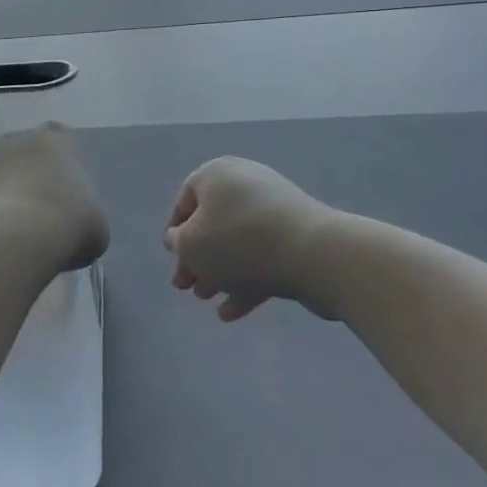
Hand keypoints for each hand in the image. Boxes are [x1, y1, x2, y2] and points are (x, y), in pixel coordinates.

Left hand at [0, 125, 109, 272]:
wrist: (13, 241)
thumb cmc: (67, 224)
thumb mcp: (96, 224)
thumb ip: (83, 212)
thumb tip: (74, 224)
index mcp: (53, 140)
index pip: (58, 138)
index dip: (60, 162)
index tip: (64, 190)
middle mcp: (14, 141)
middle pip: (21, 155)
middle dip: (27, 177)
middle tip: (39, 213)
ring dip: (1, 197)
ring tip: (13, 235)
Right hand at [165, 157, 340, 321]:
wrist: (314, 254)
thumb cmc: (239, 242)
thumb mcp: (191, 244)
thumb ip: (178, 242)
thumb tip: (178, 237)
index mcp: (217, 174)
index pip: (186, 198)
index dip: (175, 230)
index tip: (172, 257)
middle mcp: (245, 184)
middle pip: (212, 223)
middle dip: (197, 257)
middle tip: (186, 287)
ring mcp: (274, 211)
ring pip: (237, 243)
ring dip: (219, 271)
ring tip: (208, 299)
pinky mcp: (296, 237)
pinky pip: (262, 257)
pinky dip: (245, 280)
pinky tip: (232, 312)